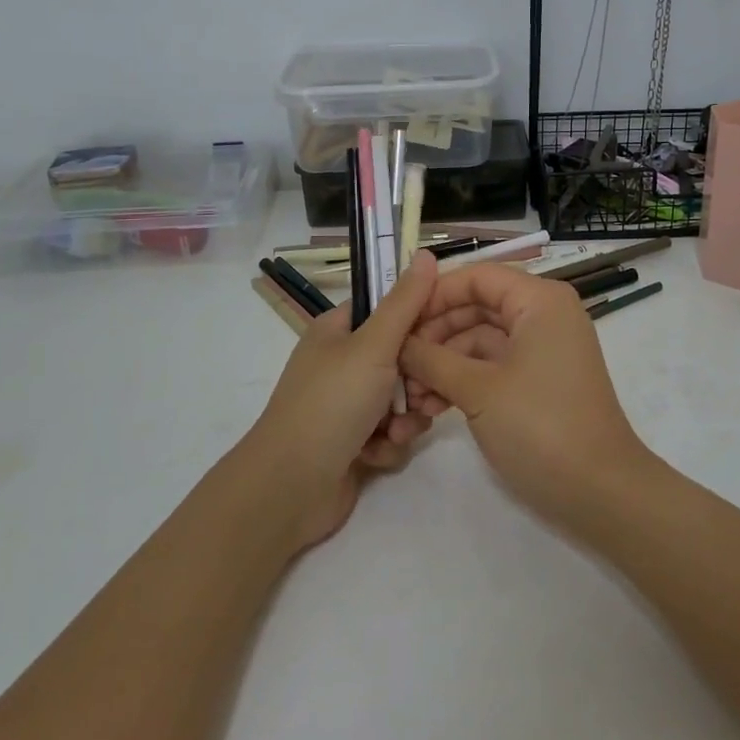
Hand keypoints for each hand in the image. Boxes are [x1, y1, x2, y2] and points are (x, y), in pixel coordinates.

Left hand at [239, 252, 439, 551]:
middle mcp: (341, 363)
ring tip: (398, 431)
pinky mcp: (353, 442)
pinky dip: (389, 443)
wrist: (291, 487)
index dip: (420, 317)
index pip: (388, 308)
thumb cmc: (332, 404)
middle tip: (427, 394)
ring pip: (401, 399)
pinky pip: (390, 432)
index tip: (448, 330)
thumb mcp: (374, 346)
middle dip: (418, 380)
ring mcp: (346, 405)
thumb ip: (405, 302)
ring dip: (406, 416)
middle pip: (401, 357)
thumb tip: (427, 253)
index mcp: (338, 330)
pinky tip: (377, 454)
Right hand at [398, 263, 652, 532]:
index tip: (398, 322)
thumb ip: (432, 359)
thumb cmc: (540, 427)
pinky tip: (433, 406)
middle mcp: (544, 315)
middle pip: (477, 306)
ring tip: (412, 396)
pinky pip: (494, 365)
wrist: (600, 492)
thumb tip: (397, 343)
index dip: (435, 295)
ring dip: (444, 362)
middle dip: (435, 334)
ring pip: (481, 339)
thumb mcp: (478, 390)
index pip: (477, 277)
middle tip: (398, 365)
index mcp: (539, 301)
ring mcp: (543, 349)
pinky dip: (464, 380)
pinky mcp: (540, 380)